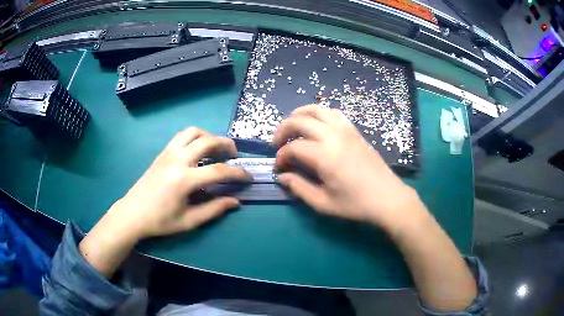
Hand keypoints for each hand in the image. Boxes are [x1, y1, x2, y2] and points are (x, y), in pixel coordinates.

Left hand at [109, 127, 251, 238]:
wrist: (133, 213)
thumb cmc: (160, 221)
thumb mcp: (189, 221)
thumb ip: (214, 209)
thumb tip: (235, 201)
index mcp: (184, 179)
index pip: (218, 171)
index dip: (237, 173)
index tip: (248, 177)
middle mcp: (177, 160)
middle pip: (207, 141)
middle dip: (226, 145)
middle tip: (234, 156)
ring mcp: (168, 153)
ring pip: (193, 132)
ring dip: (209, 136)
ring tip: (216, 149)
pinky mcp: (162, 153)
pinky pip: (181, 136)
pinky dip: (195, 137)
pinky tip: (198, 150)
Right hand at [273, 104, 423, 230]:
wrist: (388, 198)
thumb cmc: (356, 204)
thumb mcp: (323, 203)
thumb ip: (299, 188)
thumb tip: (282, 177)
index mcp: (324, 156)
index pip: (293, 148)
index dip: (281, 157)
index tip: (279, 168)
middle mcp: (333, 136)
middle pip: (300, 120)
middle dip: (283, 129)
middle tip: (277, 144)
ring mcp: (346, 130)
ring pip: (317, 110)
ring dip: (300, 115)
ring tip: (293, 127)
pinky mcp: (355, 131)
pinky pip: (333, 113)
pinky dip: (319, 114)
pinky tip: (317, 127)